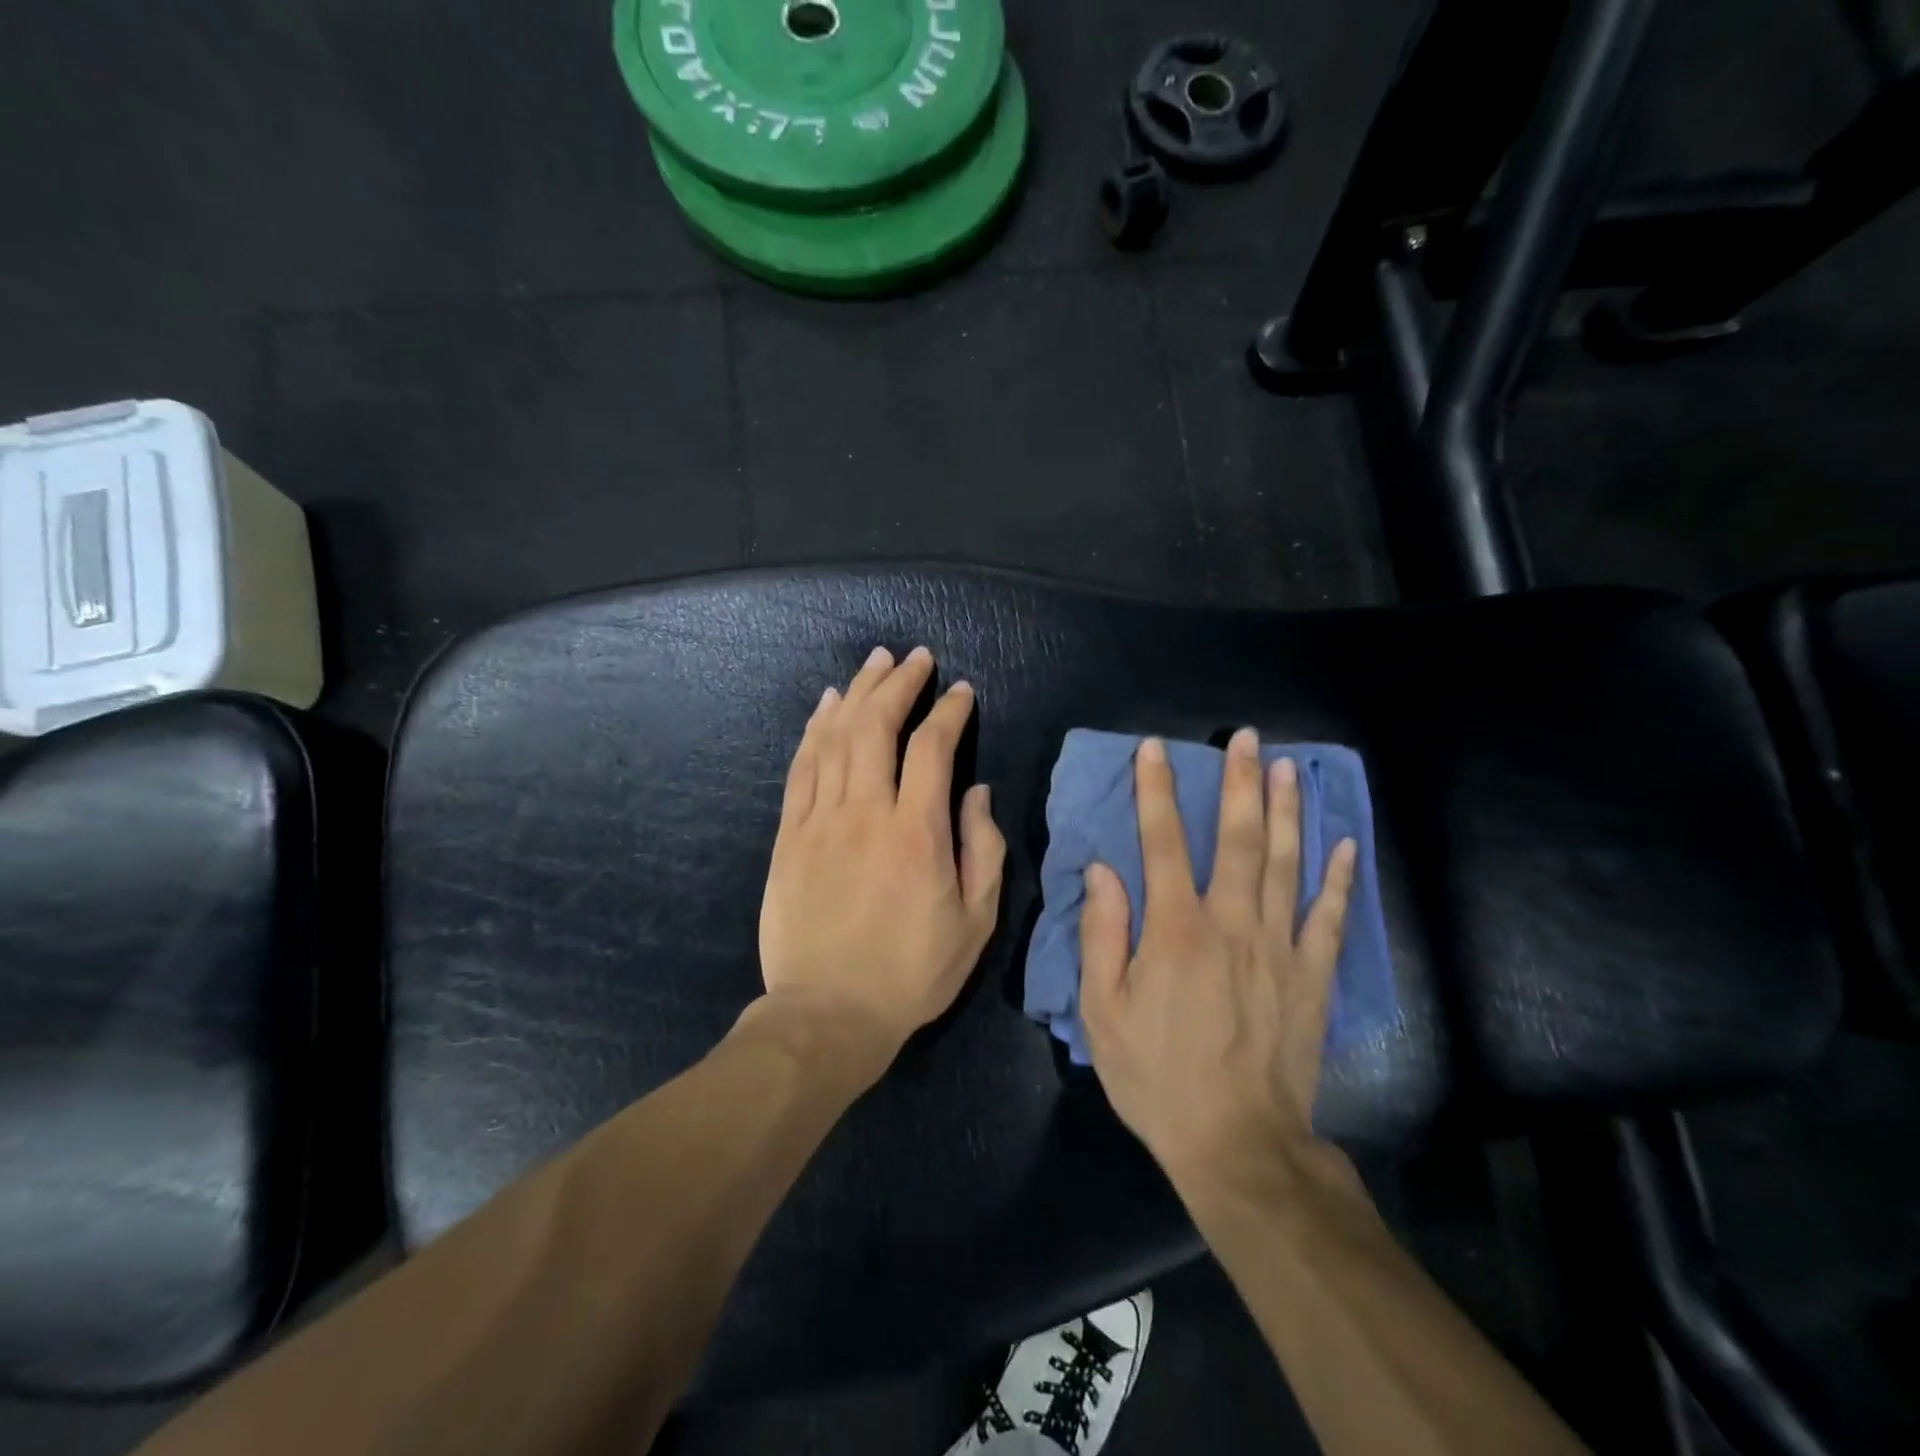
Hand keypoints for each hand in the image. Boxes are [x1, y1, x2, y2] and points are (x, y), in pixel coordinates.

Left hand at [758, 646, 1005, 1073]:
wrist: (828, 1014)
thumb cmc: (912, 972)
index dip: (949, 712)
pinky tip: (826, 706)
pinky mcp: (789, 835)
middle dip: (899, 683)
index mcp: (917, 833)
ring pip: (836, 737)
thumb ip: (984, 849)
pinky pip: (802, 768)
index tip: (961, 692)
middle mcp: (866, 813)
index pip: (932, 748)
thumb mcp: (975, 922)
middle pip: (877, 726)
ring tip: (874, 662)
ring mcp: (820, 821)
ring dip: (857, 692)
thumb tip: (976, 791)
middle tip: (916, 658)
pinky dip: (815, 730)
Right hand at [1080, 730, 1356, 1194]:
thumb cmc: (1158, 1077)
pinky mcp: (1313, 977)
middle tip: (1246, 739)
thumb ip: (1102, 934)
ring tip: (1290, 768)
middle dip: (1240, 783)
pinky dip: (1338, 878)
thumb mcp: (1103, 1012)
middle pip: (1238, 839)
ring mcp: (1279, 948)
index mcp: (1175, 929)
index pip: (1161, 842)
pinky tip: (1345, 844)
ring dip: (1287, 812)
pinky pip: (1329, 918)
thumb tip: (1103, 870)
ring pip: (1286, 864)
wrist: (1238, 1144)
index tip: (1155, 749)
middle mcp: (1231, 924)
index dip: (1156, 791)